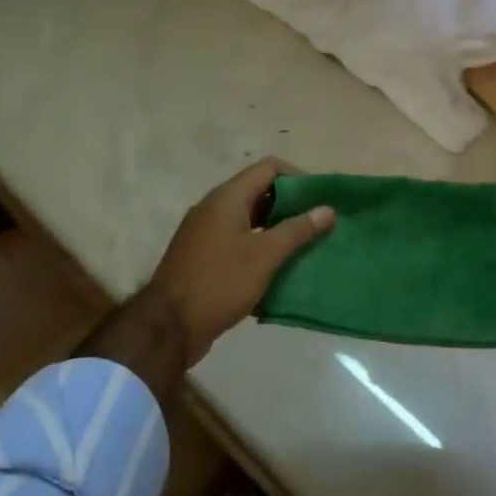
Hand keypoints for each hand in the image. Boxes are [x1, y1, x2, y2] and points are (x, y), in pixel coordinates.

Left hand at [144, 158, 334, 360]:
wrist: (169, 327)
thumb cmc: (220, 282)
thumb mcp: (264, 255)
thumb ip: (297, 230)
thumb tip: (327, 209)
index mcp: (227, 198)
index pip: (269, 168)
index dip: (298, 177)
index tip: (320, 199)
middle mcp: (214, 208)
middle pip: (259, 192)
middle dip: (291, 205)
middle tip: (318, 224)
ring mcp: (206, 233)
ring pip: (250, 220)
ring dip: (277, 229)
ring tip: (305, 246)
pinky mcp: (204, 257)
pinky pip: (238, 241)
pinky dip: (260, 248)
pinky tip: (279, 268)